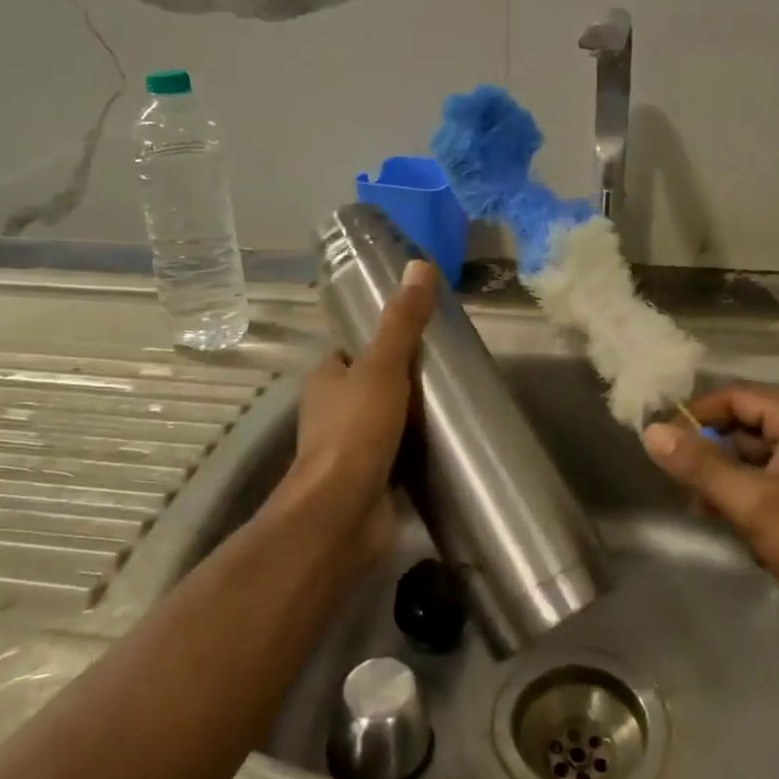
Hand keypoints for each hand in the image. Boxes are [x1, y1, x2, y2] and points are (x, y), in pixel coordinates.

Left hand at [277, 259, 437, 564]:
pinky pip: (396, 456)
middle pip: (371, 386)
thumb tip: (420, 265)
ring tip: (454, 405)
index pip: (352, 351)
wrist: (342, 513)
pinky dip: (416, 451)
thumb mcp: (383, 366)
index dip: (380, 342)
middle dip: (402, 381)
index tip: (420, 338)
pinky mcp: (369, 481)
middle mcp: (330, 413)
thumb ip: (402, 321)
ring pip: (384, 422)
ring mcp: (348, 450)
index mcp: (325, 380)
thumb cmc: (355, 431)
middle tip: (446, 372)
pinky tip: (447, 446)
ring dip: (411, 418)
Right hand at [641, 383, 778, 619]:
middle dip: (711, 454)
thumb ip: (699, 466)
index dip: (694, 418)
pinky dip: (751, 493)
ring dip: (728, 479)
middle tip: (684, 487)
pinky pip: (774, 475)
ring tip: (708, 511)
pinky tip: (739, 526)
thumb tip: (650, 431)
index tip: (664, 448)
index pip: (733, 397)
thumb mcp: (752, 503)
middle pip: (744, 424)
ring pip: (756, 453)